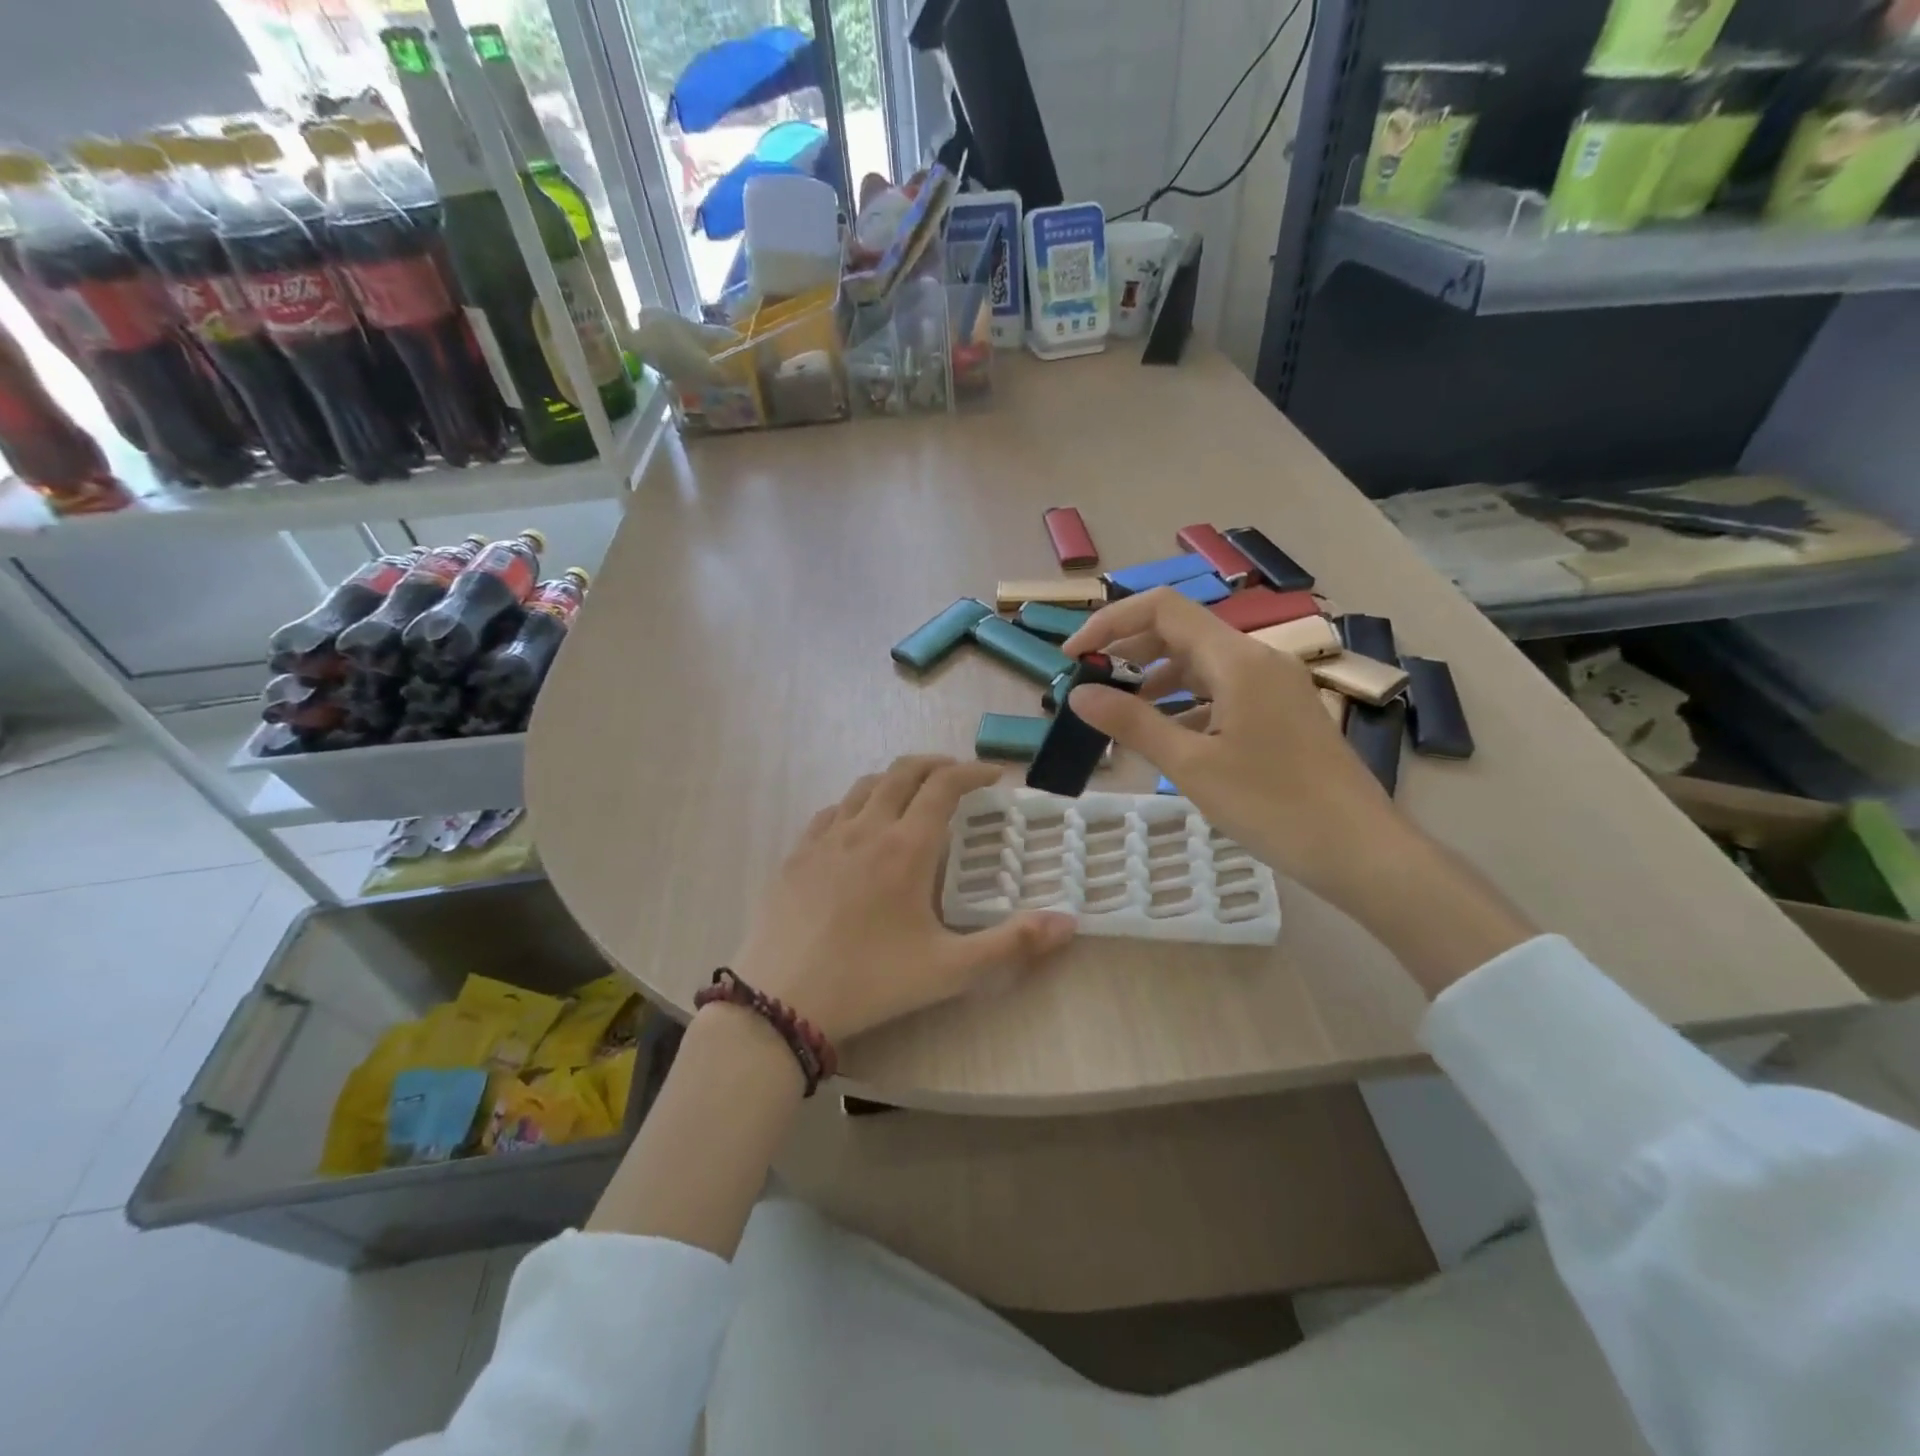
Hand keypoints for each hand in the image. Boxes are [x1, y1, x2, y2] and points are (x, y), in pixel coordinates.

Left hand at [732, 756, 1076, 1042]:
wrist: (781, 1001)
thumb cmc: (872, 982)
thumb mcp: (950, 970)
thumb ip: (1012, 944)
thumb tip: (1069, 921)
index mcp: (906, 847)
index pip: (944, 786)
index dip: (972, 772)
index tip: (993, 775)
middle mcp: (866, 828)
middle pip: (903, 772)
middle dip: (937, 764)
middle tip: (959, 776)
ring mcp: (825, 838)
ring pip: (865, 785)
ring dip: (896, 779)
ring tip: (914, 795)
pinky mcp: (797, 854)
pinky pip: (832, 810)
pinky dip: (857, 803)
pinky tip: (860, 826)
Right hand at [1064, 590, 1532, 993]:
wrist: (1359, 849)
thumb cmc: (1272, 805)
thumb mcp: (1191, 765)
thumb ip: (1132, 723)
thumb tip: (1078, 693)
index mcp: (1237, 659)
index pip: (1162, 609)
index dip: (1110, 622)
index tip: (1072, 654)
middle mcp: (1258, 659)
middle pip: (1182, 632)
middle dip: (1130, 651)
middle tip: (1091, 683)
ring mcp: (1274, 685)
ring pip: (1203, 664)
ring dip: (1157, 678)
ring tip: (1122, 712)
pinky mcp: (1282, 712)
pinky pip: (1224, 691)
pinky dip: (1187, 702)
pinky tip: (1169, 736)